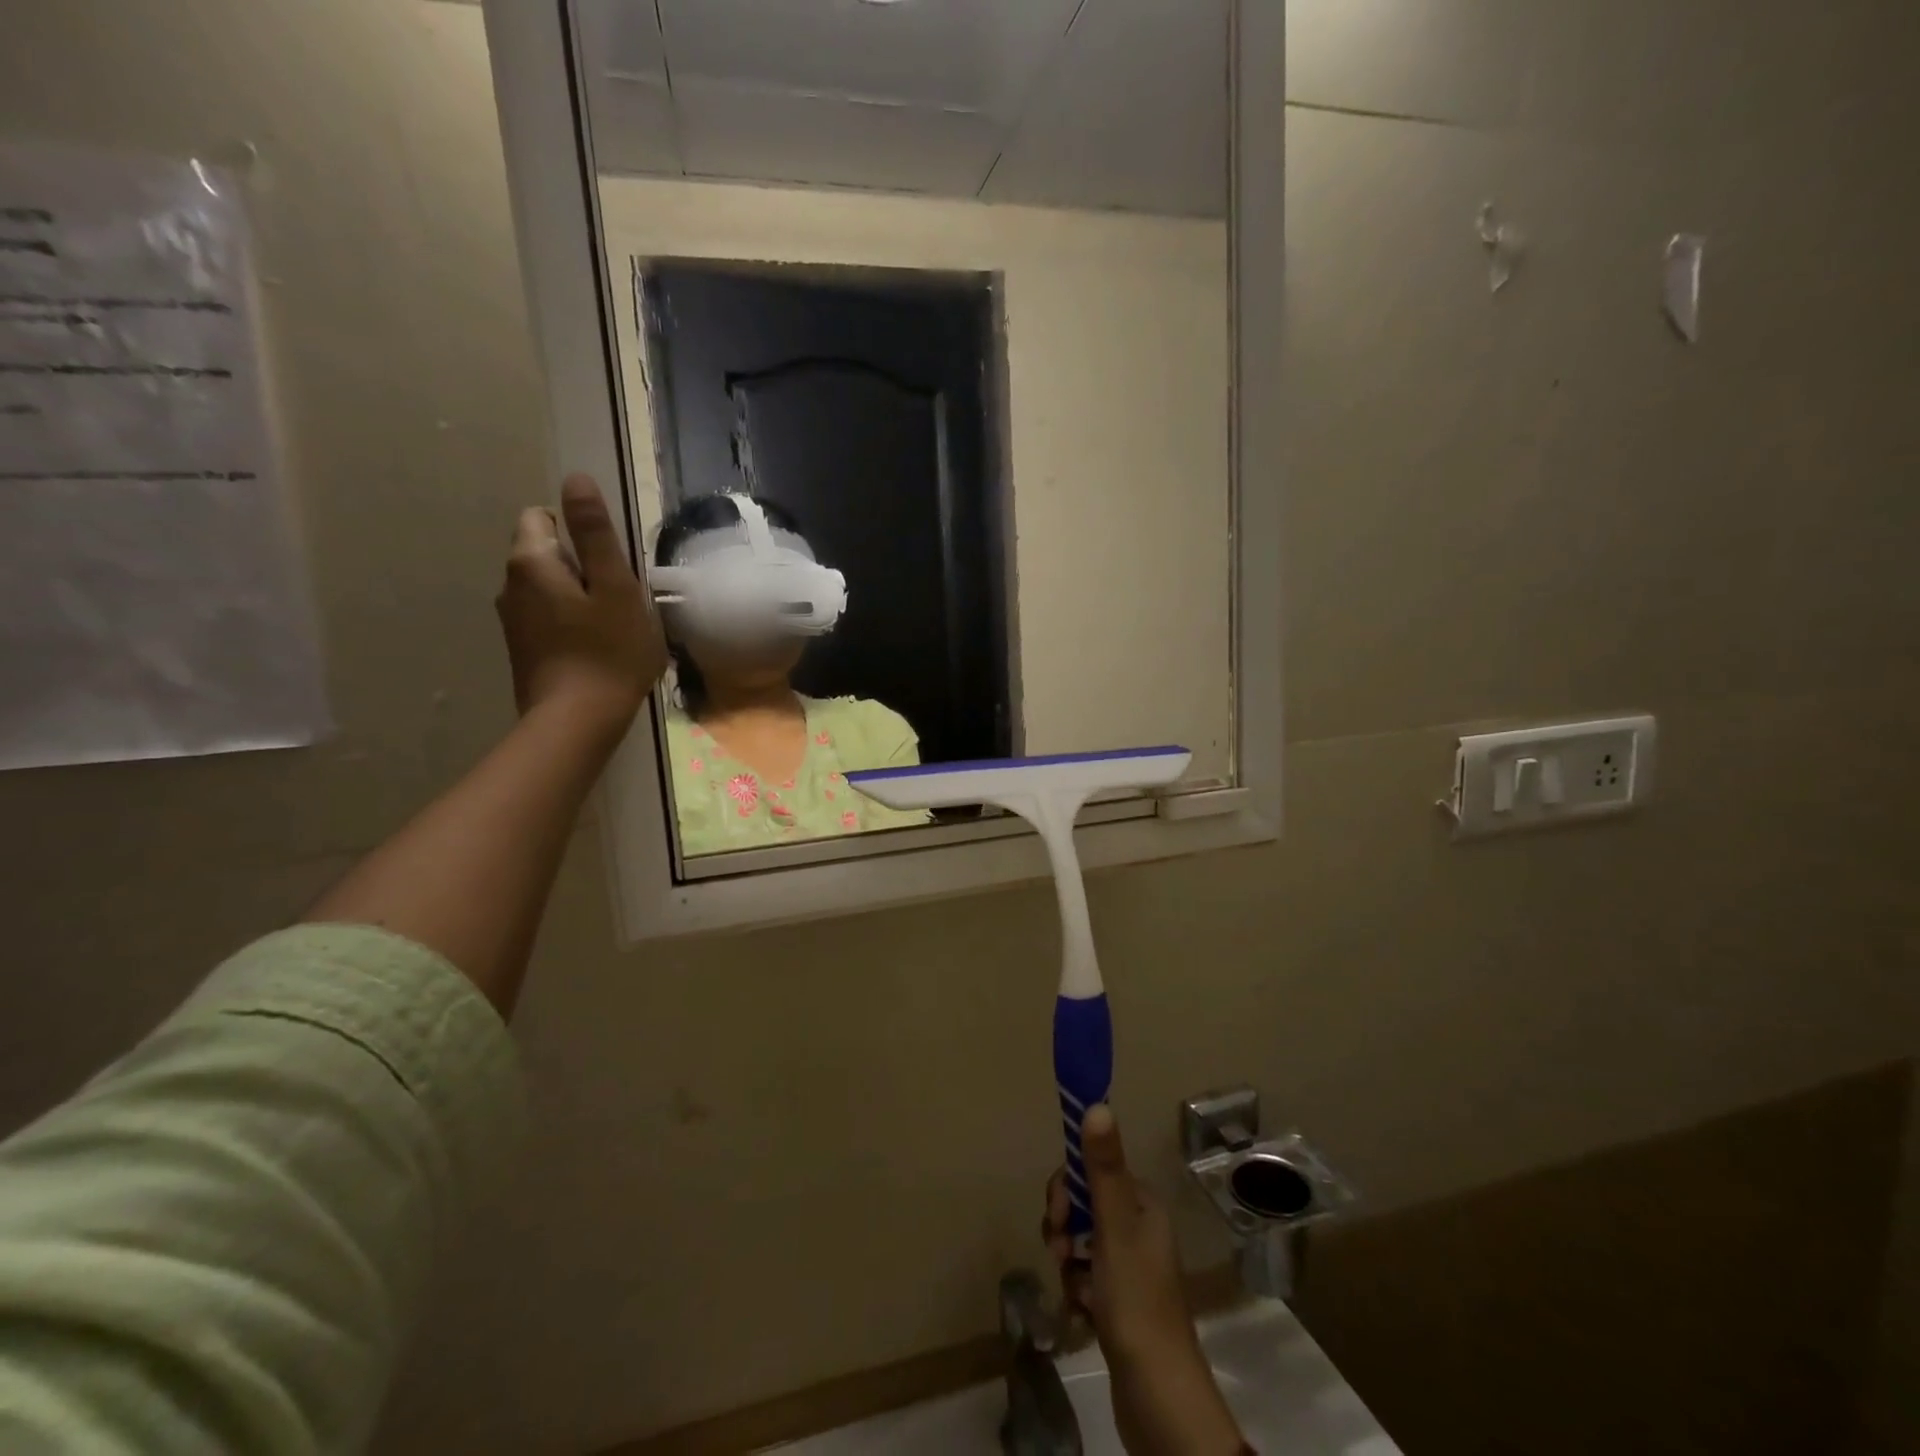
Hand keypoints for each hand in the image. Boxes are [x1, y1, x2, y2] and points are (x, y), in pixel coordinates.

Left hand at [496, 474, 666, 738]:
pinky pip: (547, 617)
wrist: (578, 721)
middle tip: (619, 599)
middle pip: (545, 552)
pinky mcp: (522, 649)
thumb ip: (595, 532)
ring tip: (611, 626)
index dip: (579, 532)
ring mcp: (512, 620)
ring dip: (577, 596)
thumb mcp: (615, 587)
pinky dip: (570, 622)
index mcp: (530, 562)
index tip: (610, 565)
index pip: (542, 516)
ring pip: (547, 587)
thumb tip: (575, 478)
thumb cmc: (608, 651)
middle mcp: (510, 584)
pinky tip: (596, 648)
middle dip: (581, 565)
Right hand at [1046, 1105, 1247, 1455]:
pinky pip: (1084, 1279)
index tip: (1058, 1214)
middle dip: (1064, 1227)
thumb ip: (1103, 1167)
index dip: (1068, 1187)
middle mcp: (1139, 1230)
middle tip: (1060, 1253)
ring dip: (1067, 1262)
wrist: (1158, 1399)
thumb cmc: (1135, 1302)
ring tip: (1071, 1290)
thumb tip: (1097, 1103)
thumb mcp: (1114, 1228)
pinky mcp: (1119, 1303)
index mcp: (1143, 1206)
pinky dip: (1075, 1291)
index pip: (1093, 1172)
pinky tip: (1079, 1314)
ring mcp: (1129, 1269)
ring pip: (1080, 1244)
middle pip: (1084, 1206)